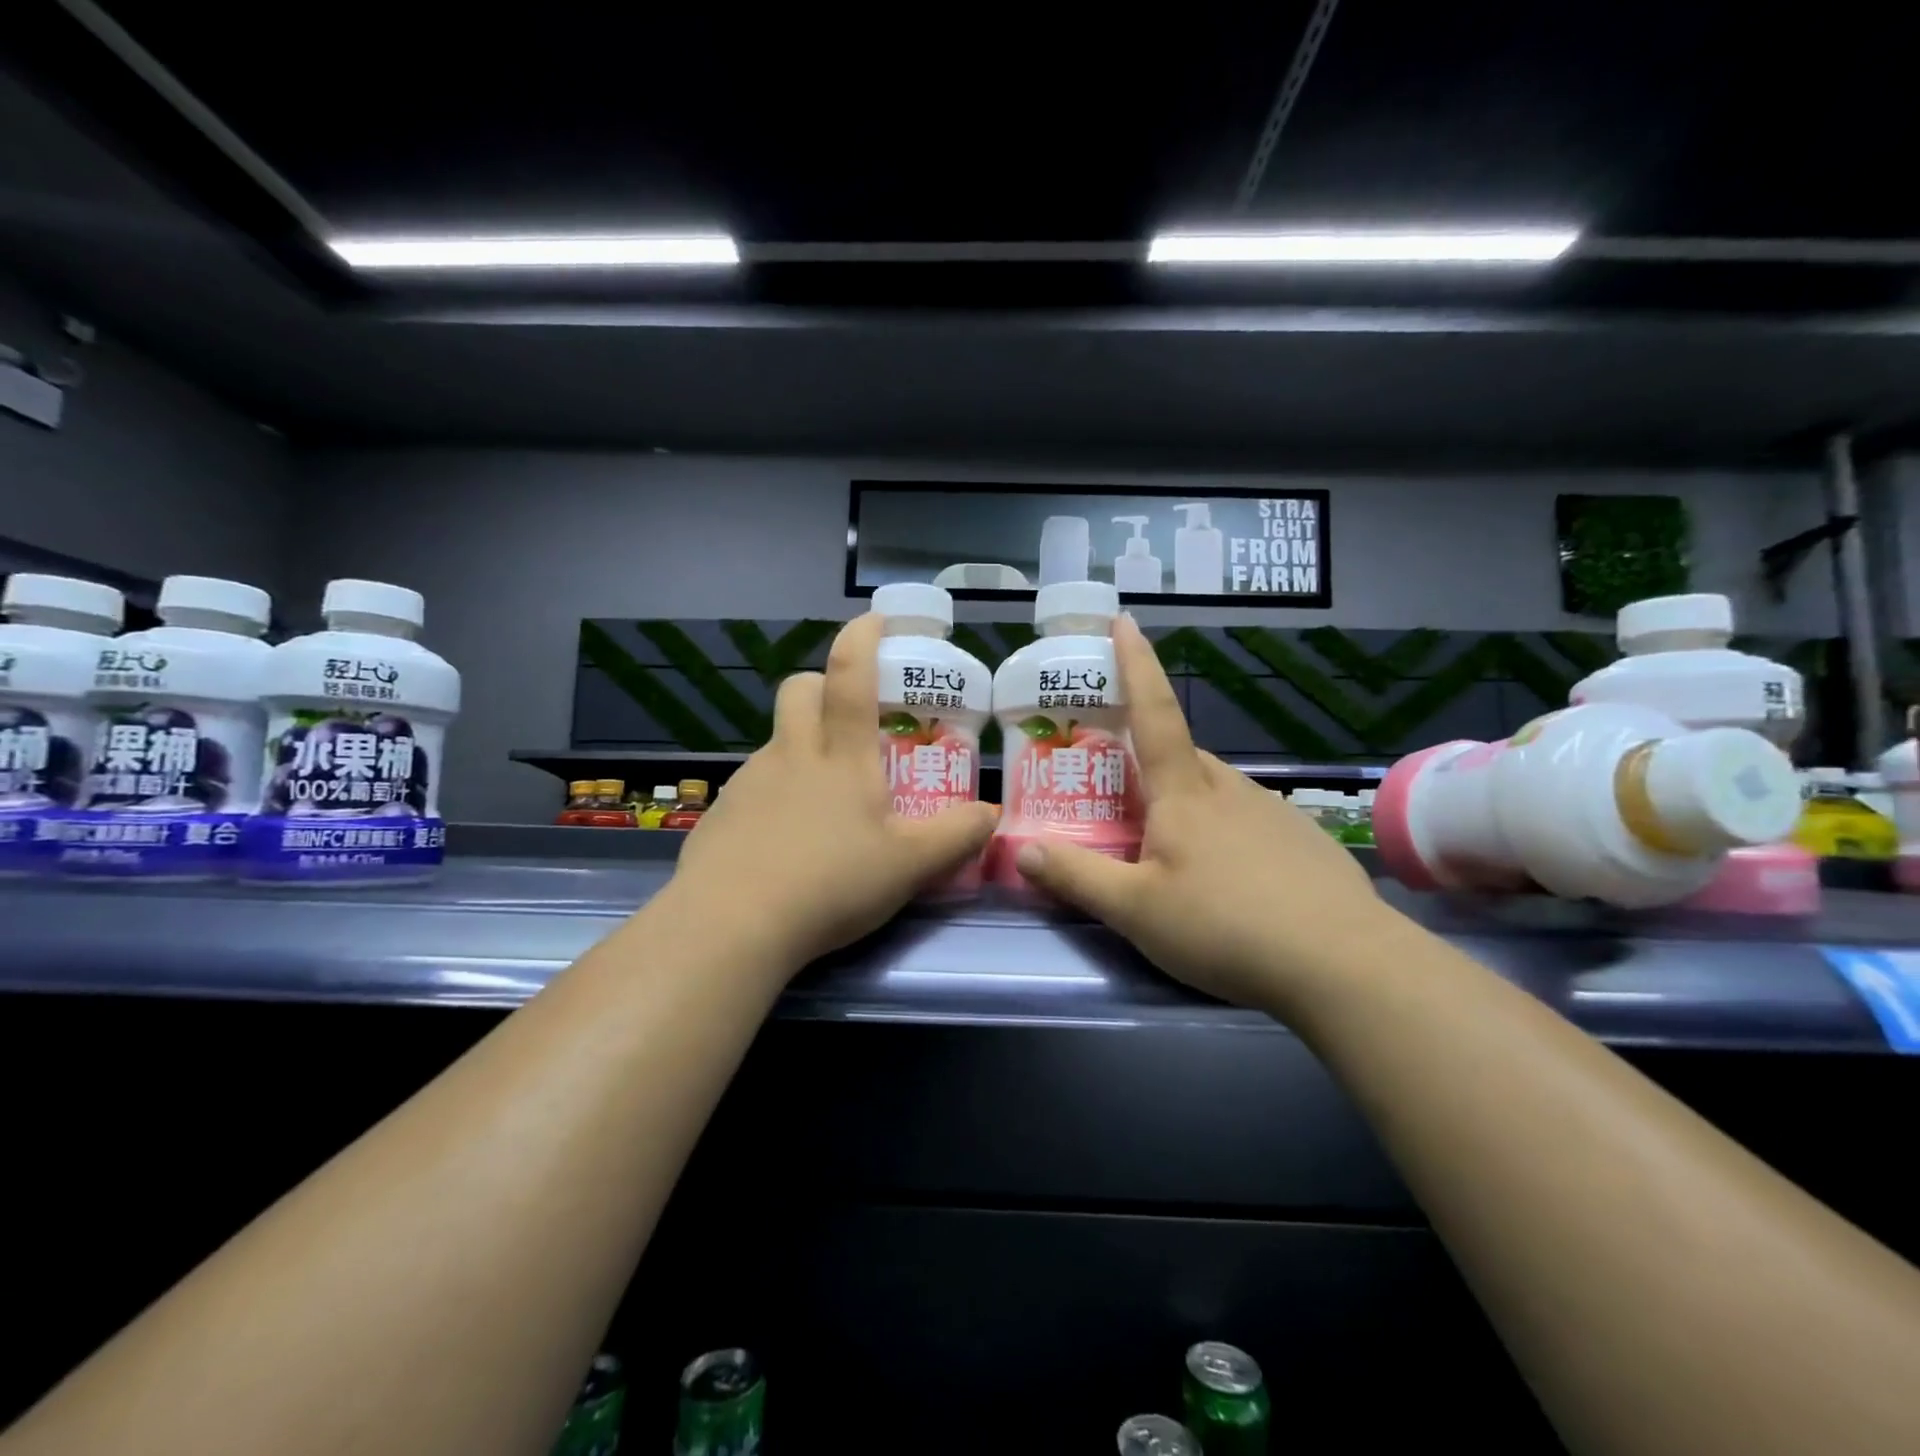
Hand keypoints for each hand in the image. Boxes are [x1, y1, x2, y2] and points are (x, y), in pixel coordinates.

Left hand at [665, 613, 995, 974]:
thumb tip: (992, 814)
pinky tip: (788, 840)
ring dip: (802, 745)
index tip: (876, 620)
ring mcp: (749, 782)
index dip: (862, 638)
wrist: (732, 926)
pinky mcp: (722, 815)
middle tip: (851, 718)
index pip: (849, 675)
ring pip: (777, 739)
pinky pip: (754, 785)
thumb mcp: (910, 866)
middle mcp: (791, 754)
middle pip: (799, 689)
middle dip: (823, 685)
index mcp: (840, 755)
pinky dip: (776, 793)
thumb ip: (957, 836)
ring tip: (828, 799)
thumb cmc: (830, 883)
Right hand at [1012, 614, 1386, 1013]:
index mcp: (1185, 793)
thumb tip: (1022, 848)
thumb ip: (1077, 877)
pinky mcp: (1305, 843)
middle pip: (1182, 756)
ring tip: (1172, 849)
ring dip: (1188, 802)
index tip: (1125, 620)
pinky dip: (1228, 834)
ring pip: (1217, 792)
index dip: (1136, 665)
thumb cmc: (1225, 926)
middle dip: (1150, 759)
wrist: (1344, 964)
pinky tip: (1231, 881)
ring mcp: (1274, 814)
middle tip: (1123, 789)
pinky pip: (1251, 822)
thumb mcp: (1135, 911)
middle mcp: (1230, 789)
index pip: (1154, 712)